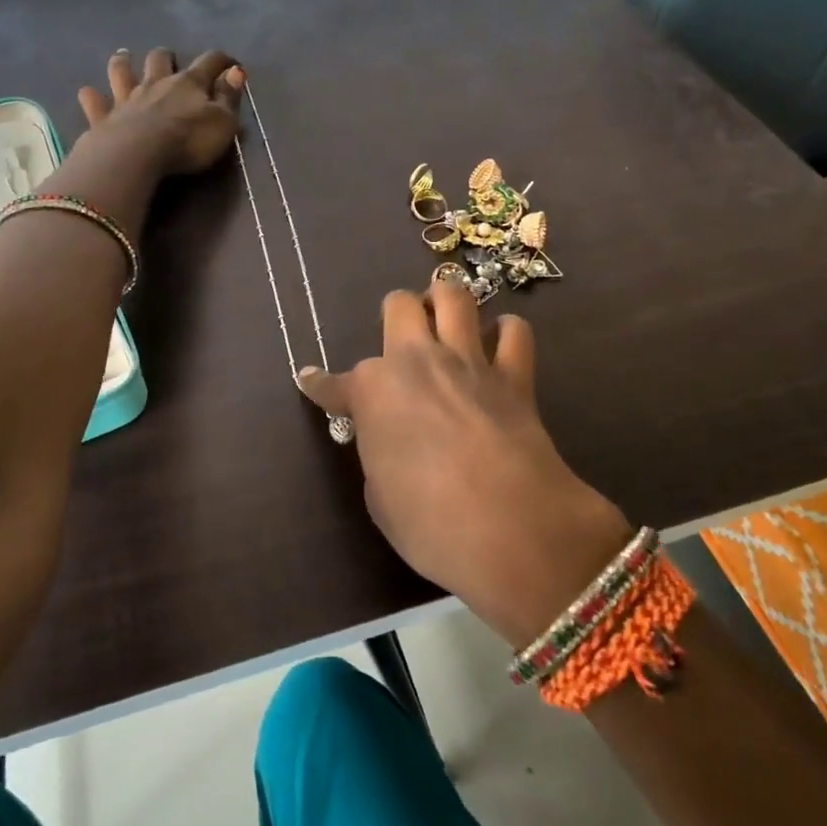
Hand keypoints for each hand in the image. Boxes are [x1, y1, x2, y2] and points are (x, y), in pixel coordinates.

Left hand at [77, 48, 244, 175]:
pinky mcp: (104, 117)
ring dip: (123, 63)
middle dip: (165, 56)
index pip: (209, 62)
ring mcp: (127, 99)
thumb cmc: (188, 141)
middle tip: (168, 58)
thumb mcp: (222, 122)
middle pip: (159, 59)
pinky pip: (94, 101)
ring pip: (122, 71)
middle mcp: (156, 83)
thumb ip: (229, 97)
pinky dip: (92, 96)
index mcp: (189, 83)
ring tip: (124, 58)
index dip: (222, 61)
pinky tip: (88, 93)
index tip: (232, 64)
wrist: (138, 155)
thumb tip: (236, 72)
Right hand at [298, 277, 631, 648]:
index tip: (311, 381)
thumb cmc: (429, 525)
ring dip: (444, 301)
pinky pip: (515, 332)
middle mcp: (417, 362)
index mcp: (373, 393)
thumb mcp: (380, 497)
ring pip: (454, 296)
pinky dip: (505, 333)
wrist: (511, 529)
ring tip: (445, 319)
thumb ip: (379, 455)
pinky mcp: (515, 376)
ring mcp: (468, 363)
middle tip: (401, 339)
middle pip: (399, 305)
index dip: (320, 386)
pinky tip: (498, 347)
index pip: (334, 384)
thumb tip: (388, 443)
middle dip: (395, 315)